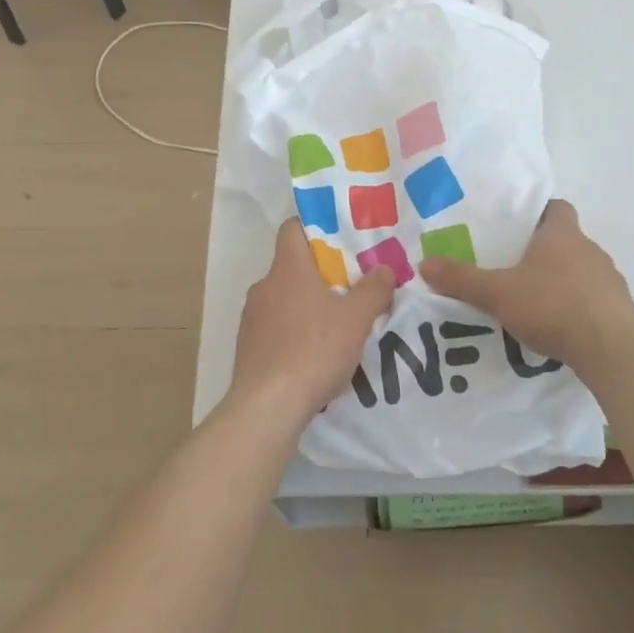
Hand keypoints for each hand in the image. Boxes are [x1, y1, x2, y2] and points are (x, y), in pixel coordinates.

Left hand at [227, 218, 395, 432]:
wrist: (267, 406)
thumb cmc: (313, 350)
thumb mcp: (355, 320)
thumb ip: (373, 290)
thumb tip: (385, 269)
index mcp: (287, 269)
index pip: (292, 229)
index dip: (315, 226)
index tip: (341, 238)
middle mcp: (264, 286)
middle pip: (293, 266)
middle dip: (321, 273)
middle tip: (352, 285)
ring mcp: (252, 318)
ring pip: (284, 299)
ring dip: (308, 305)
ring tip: (338, 323)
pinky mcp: (248, 347)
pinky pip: (276, 328)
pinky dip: (295, 332)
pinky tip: (315, 354)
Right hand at [421, 200, 633, 370]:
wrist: (611, 348)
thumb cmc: (552, 305)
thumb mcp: (497, 293)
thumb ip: (461, 279)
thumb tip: (424, 264)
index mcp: (562, 234)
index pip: (556, 208)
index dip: (537, 213)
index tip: (516, 227)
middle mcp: (589, 249)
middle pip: (565, 241)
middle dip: (541, 251)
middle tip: (511, 267)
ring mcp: (608, 279)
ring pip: (579, 271)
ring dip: (559, 281)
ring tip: (531, 301)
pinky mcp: (619, 309)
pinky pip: (592, 299)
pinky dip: (575, 307)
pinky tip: (556, 327)